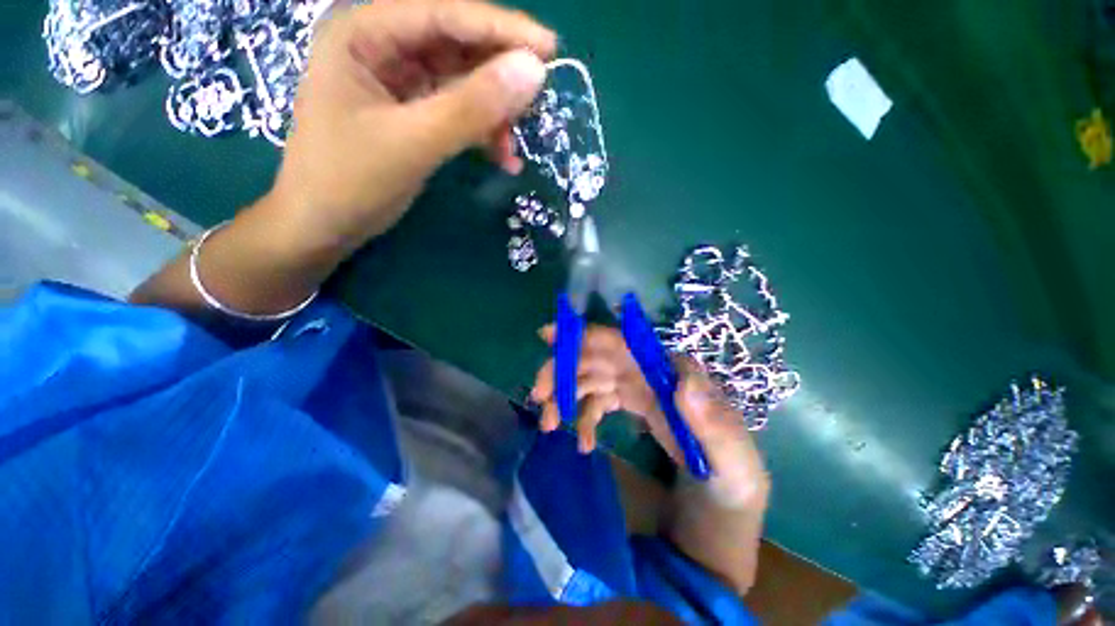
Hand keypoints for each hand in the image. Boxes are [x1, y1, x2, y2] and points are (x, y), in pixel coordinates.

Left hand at [264, 1, 556, 254]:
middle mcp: (382, 46)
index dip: (501, 29)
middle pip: (457, 45)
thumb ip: (472, 107)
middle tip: (536, 103)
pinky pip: (458, 112)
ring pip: (462, 82)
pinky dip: (483, 133)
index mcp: (365, 32)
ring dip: (493, 114)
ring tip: (513, 146)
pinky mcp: (413, 112)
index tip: (551, 49)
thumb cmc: (351, 180)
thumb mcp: (414, 142)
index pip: (445, 14)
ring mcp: (399, 81)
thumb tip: (534, 72)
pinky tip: (502, 158)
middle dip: (498, 77)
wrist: (324, 226)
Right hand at [530, 325, 767, 505]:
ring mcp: (636, 386)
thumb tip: (683, 381)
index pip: (622, 343)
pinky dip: (583, 418)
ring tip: (548, 423)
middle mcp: (648, 370)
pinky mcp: (629, 403)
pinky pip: (597, 402)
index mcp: (669, 369)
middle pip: (596, 358)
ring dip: (565, 395)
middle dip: (563, 371)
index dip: (586, 335)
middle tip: (538, 395)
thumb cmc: (731, 470)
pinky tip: (581, 442)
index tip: (549, 336)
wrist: (725, 493)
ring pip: (590, 378)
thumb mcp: (730, 452)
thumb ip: (712, 419)